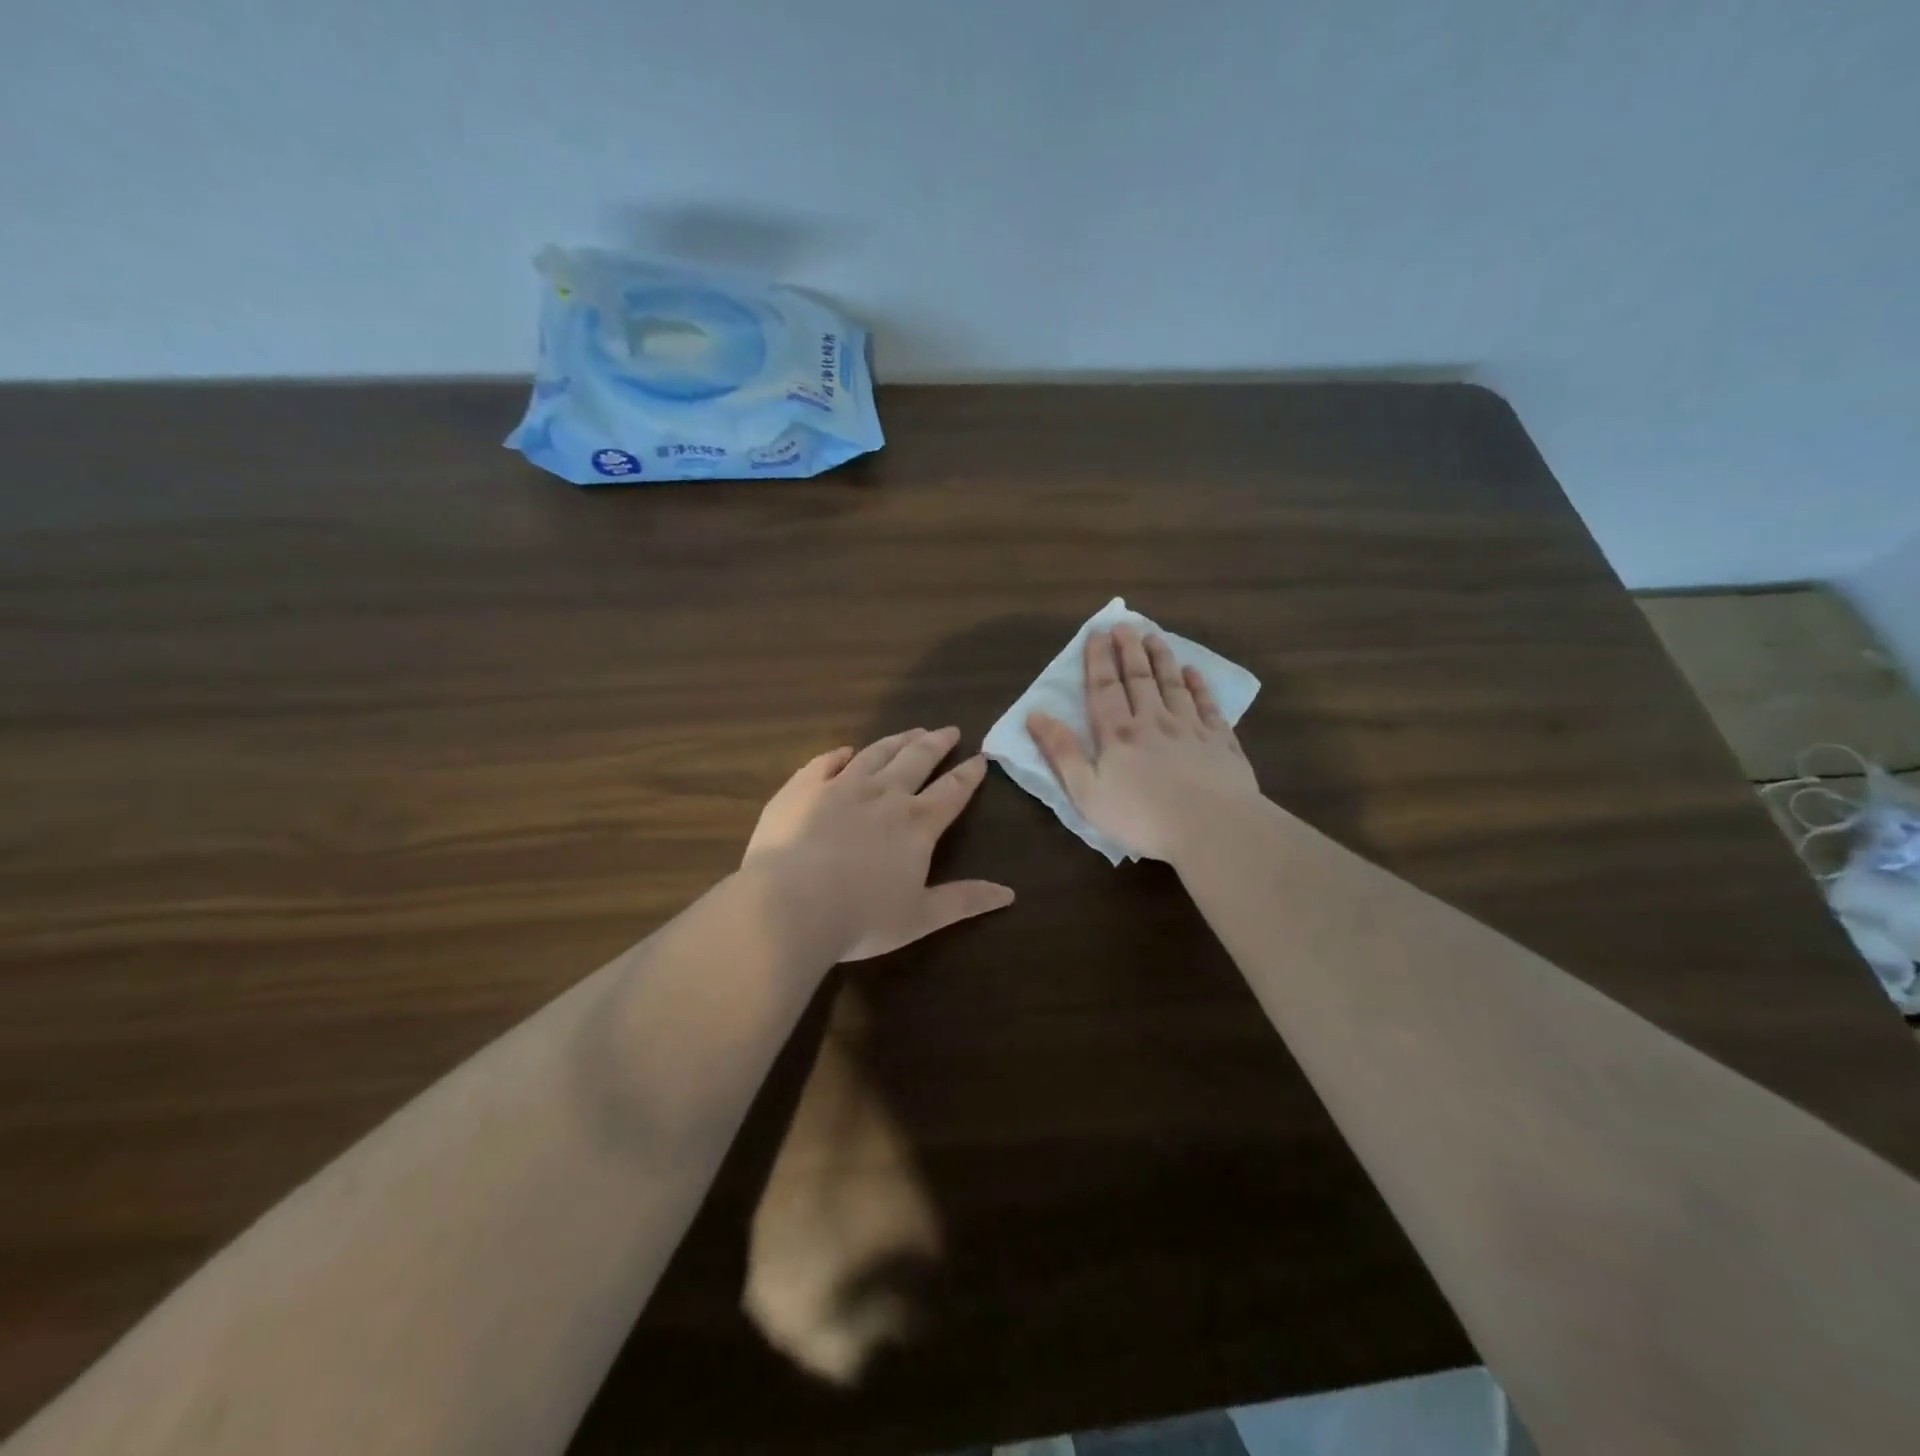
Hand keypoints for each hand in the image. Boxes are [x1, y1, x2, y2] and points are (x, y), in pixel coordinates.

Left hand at [743, 727, 1014, 960]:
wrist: (789, 905)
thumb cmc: (860, 918)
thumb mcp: (921, 917)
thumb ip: (965, 901)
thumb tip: (1010, 894)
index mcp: (916, 824)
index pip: (952, 790)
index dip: (970, 773)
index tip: (981, 757)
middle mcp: (883, 794)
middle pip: (917, 759)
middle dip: (937, 743)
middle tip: (949, 730)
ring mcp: (840, 786)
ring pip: (876, 753)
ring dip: (897, 740)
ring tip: (911, 731)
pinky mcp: (803, 788)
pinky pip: (826, 762)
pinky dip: (840, 754)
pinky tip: (846, 751)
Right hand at [1027, 624, 1259, 861]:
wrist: (1211, 827)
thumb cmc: (1141, 816)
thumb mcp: (1086, 792)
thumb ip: (1061, 752)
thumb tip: (1035, 715)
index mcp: (1118, 734)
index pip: (1104, 688)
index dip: (1098, 659)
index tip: (1097, 633)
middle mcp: (1154, 721)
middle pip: (1139, 678)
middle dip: (1129, 650)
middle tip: (1125, 624)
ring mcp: (1191, 729)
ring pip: (1173, 684)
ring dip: (1162, 659)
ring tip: (1154, 636)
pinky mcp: (1221, 742)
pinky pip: (1208, 705)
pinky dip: (1199, 686)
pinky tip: (1194, 673)